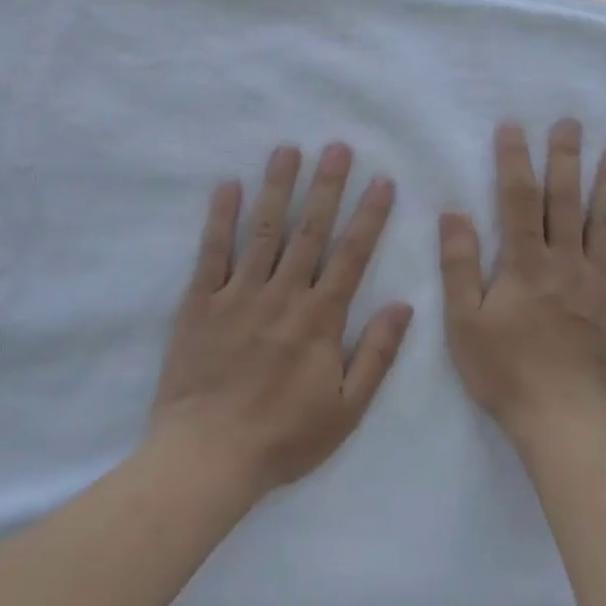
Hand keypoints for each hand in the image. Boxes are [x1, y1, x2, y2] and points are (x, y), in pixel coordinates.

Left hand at [152, 142, 410, 495]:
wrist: (207, 458)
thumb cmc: (283, 437)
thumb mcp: (347, 410)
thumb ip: (377, 355)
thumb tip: (405, 305)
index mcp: (320, 319)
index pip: (352, 255)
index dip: (370, 215)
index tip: (382, 181)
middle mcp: (283, 295)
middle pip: (310, 231)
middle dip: (327, 186)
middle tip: (338, 147)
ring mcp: (238, 295)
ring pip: (263, 230)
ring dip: (278, 187)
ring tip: (288, 149)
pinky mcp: (200, 302)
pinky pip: (211, 253)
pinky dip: (220, 218)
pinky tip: (227, 186)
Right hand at [440, 120, 605, 443]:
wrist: (563, 418)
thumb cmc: (506, 371)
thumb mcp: (464, 322)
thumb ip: (459, 265)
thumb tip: (454, 213)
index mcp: (525, 264)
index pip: (518, 200)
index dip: (514, 161)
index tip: (513, 127)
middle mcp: (565, 262)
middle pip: (565, 201)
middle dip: (565, 158)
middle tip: (571, 123)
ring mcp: (600, 281)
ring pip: (605, 222)